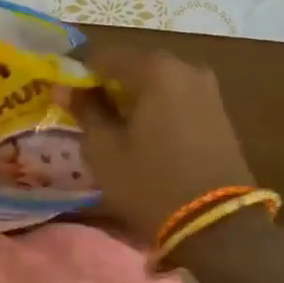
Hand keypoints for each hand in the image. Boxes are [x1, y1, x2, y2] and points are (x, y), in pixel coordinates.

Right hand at [72, 48, 255, 242]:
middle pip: (133, 66)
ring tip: (113, 125)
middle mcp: (184, 67)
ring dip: (133, 96)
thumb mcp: (105, 150)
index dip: (79, 72)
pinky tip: (143, 132)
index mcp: (155, 68)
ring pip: (156, 82)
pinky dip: (156, 106)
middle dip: (108, 84)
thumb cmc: (151, 183)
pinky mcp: (219, 111)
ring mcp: (206, 88)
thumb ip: (84, 110)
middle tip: (86, 110)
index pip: (103, 56)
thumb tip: (64, 88)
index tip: (63, 93)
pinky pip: (176, 97)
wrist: (220, 226)